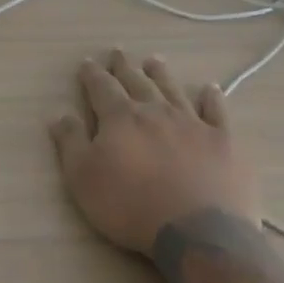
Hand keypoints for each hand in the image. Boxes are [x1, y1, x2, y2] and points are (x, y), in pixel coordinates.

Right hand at [50, 49, 257, 258]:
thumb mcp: (83, 179)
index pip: (102, 88)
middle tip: (119, 52)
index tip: (87, 62)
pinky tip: (210, 88)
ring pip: (173, 90)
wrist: (197, 230)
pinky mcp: (223, 140)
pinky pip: (216, 111)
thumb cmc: (130, 206)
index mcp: (120, 118)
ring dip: (161, 74)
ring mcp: (192, 123)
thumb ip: (71, 143)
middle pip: (137, 82)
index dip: (92, 75)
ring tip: (154, 60)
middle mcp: (156, 111)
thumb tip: (60, 115)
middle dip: (125, 67)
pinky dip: (212, 97)